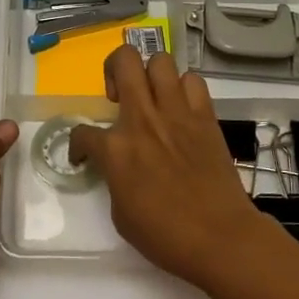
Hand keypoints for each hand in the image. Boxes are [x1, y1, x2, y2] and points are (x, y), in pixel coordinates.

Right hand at [69, 47, 275, 286]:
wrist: (220, 237)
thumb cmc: (166, 236)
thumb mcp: (121, 214)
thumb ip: (114, 178)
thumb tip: (119, 167)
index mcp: (116, 149)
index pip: (82, 132)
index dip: (78, 145)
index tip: (85, 155)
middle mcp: (143, 119)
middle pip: (124, 61)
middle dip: (113, 69)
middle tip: (118, 95)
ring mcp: (177, 113)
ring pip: (161, 61)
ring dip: (150, 74)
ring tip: (151, 96)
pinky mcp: (205, 116)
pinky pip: (193, 82)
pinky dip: (184, 89)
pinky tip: (181, 108)